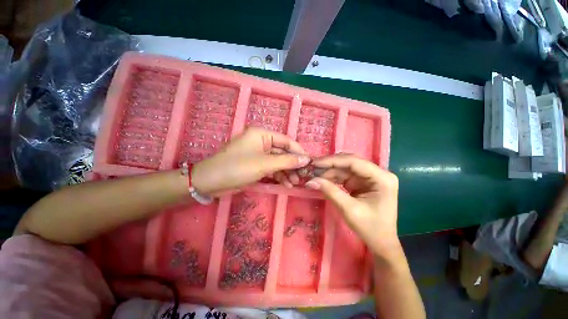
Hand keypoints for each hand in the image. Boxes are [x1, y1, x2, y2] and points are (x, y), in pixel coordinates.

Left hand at [192, 128, 309, 194]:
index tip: (310, 162)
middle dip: (292, 165)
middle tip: (302, 176)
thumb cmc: (238, 167)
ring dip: (287, 172)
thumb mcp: (265, 164)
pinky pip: (271, 168)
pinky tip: (286, 184)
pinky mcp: (255, 165)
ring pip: (278, 162)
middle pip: (282, 152)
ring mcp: (258, 155)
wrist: (211, 182)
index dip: (298, 151)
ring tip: (294, 183)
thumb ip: (287, 161)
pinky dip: (278, 175)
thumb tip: (306, 159)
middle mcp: (261, 142)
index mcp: (262, 134)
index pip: (286, 141)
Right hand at [305, 154, 399, 256]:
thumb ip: (330, 191)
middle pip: (350, 162)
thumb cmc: (370, 228)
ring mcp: (369, 177)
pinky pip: (345, 175)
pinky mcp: (362, 182)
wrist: (381, 242)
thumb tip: (311, 180)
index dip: (333, 161)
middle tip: (312, 166)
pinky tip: (322, 179)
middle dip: (330, 164)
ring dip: (330, 171)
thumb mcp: (349, 209)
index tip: (315, 162)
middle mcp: (377, 173)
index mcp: (382, 178)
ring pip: (346, 168)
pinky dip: (333, 177)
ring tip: (314, 173)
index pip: (355, 162)